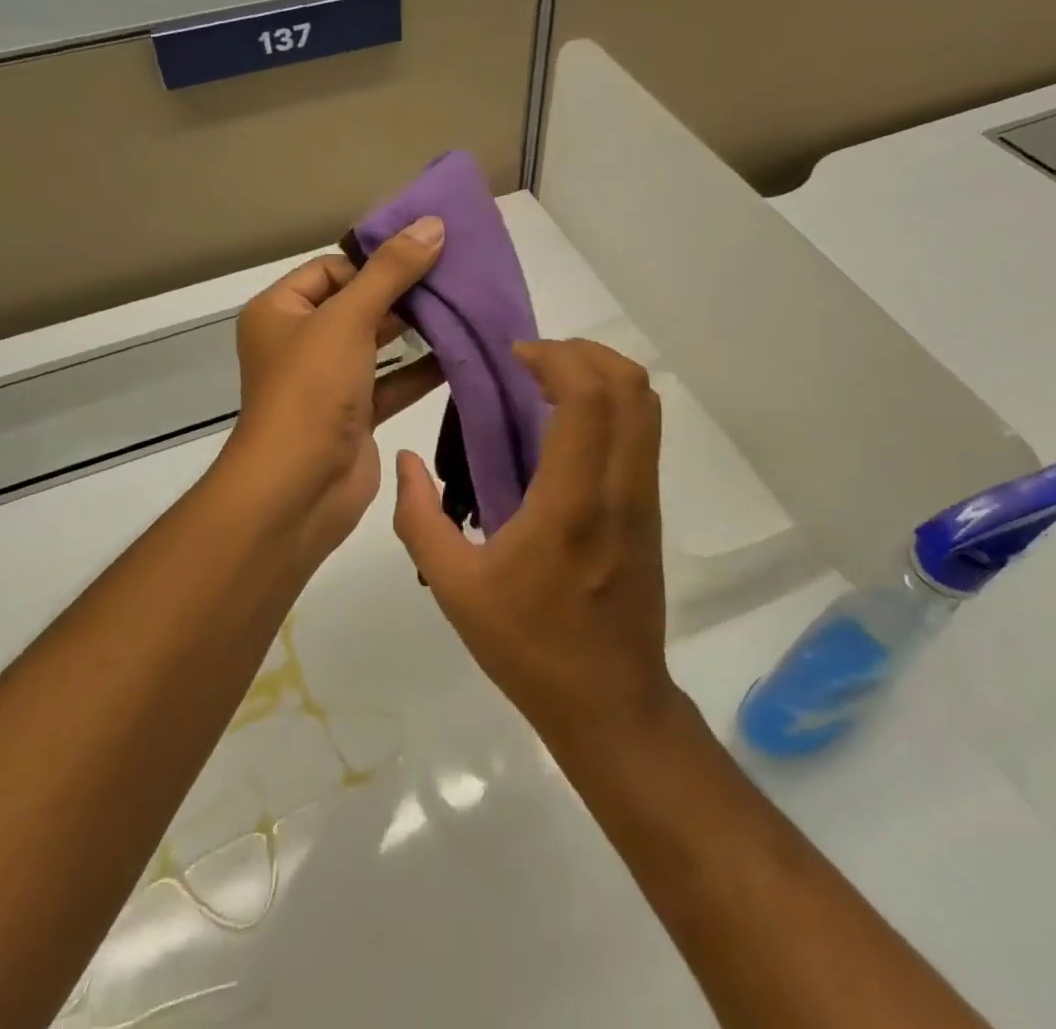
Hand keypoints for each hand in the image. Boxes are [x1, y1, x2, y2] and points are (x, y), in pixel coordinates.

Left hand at [218, 217, 447, 563]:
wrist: (298, 490)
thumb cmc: (311, 390)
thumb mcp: (347, 319)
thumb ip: (391, 271)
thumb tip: (431, 224)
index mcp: (280, 311)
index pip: (330, 269)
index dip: (373, 261)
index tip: (422, 256)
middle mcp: (300, 342)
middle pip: (357, 304)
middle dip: (402, 293)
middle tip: (453, 278)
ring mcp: (327, 382)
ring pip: (376, 345)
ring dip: (415, 331)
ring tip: (463, 309)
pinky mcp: (354, 416)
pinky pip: (392, 383)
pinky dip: (421, 371)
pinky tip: (459, 355)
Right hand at [392, 339, 679, 750]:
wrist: (611, 704)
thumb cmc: (530, 647)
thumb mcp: (454, 589)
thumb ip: (420, 518)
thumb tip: (406, 460)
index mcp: (572, 503)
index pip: (589, 398)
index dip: (556, 358)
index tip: (514, 357)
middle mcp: (620, 488)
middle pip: (630, 385)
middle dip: (582, 352)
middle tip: (532, 361)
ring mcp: (643, 497)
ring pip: (645, 404)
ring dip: (600, 374)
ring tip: (548, 383)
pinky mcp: (649, 509)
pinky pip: (641, 432)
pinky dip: (610, 403)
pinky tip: (565, 425)